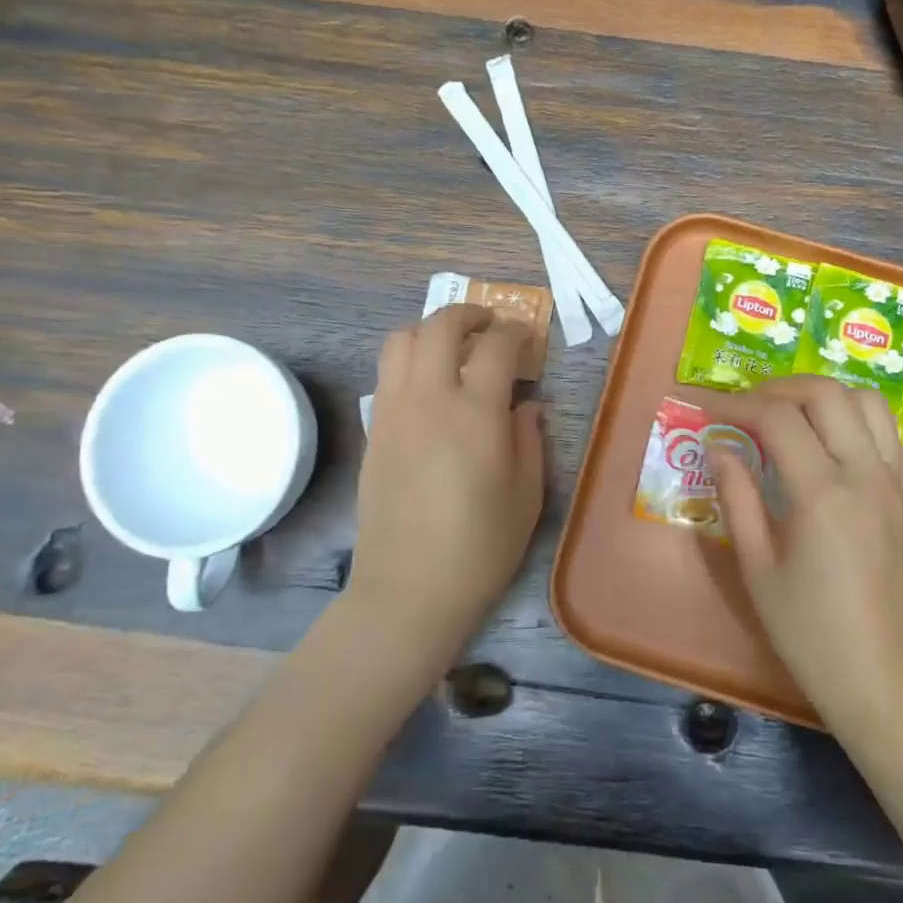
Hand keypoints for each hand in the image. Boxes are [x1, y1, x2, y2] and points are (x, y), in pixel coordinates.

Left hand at [350, 304, 544, 656]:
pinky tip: (429, 385)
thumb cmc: (481, 547)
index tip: (525, 337)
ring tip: (452, 346)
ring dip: (430, 330)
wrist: (409, 589)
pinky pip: (387, 374)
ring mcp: (394, 412)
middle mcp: (430, 399)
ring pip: (401, 340)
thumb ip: (529, 438)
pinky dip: (409, 360)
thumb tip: (523, 403)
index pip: (495, 346)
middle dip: (467, 313)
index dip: (514, 332)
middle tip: (489, 324)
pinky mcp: (374, 431)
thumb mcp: (527, 494)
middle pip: (439, 326)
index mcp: (476, 413)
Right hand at [712, 376, 902, 739]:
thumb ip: (737, 498)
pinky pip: (883, 433)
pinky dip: (849, 418)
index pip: (780, 418)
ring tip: (787, 413)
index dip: (738, 404)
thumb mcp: (758, 569)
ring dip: (822, 394)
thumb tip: (719, 448)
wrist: (887, 683)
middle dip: (780, 386)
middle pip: (828, 393)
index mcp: (824, 494)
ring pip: (867, 403)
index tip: (708, 410)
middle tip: (745, 405)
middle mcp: (865, 475)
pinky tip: (821, 444)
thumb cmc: (811, 634)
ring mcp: (893, 484)